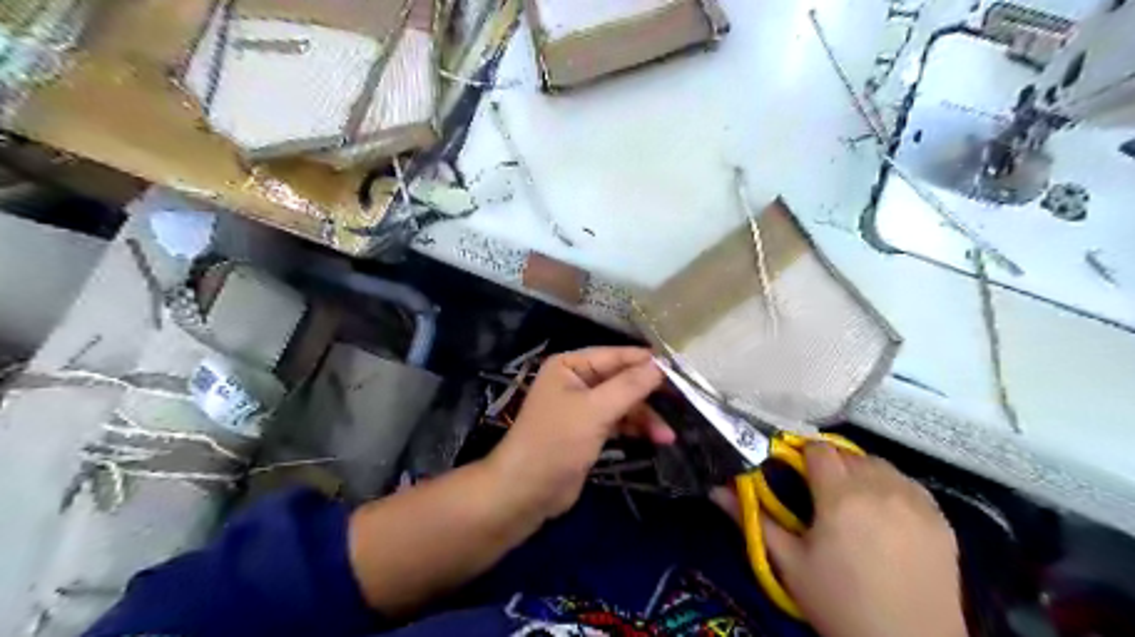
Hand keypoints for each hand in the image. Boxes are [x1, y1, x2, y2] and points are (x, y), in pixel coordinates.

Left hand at [488, 346, 671, 518]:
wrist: (526, 491)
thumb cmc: (556, 442)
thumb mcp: (595, 410)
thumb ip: (630, 386)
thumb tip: (661, 366)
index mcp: (570, 366)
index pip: (614, 355)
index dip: (645, 361)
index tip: (680, 367)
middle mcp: (576, 381)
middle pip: (621, 379)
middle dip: (648, 393)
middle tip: (683, 400)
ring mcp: (583, 407)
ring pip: (623, 403)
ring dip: (645, 417)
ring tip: (669, 435)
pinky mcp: (588, 431)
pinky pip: (618, 421)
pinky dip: (636, 428)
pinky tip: (657, 439)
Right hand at [752, 444, 964, 636]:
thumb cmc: (838, 603)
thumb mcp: (789, 563)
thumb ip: (752, 520)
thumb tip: (715, 489)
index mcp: (840, 495)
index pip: (817, 449)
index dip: (802, 456)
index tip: (794, 474)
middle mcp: (880, 487)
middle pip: (847, 453)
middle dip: (829, 464)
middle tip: (819, 494)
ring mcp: (915, 501)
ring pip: (879, 464)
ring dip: (860, 472)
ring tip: (852, 502)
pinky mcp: (942, 518)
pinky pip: (908, 483)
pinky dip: (891, 486)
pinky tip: (885, 513)